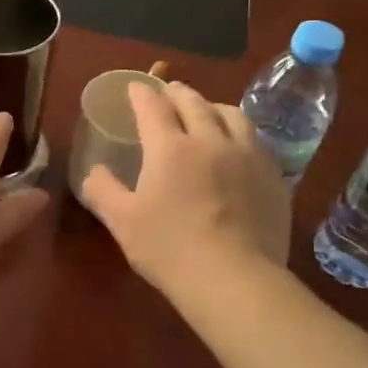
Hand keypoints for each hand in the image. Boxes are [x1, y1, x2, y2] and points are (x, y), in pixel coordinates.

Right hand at [80, 81, 290, 292]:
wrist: (235, 279)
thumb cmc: (170, 248)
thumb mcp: (121, 221)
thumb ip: (102, 190)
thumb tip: (93, 170)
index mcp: (170, 147)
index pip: (153, 106)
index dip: (141, 93)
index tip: (134, 88)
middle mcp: (210, 139)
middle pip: (194, 102)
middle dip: (176, 92)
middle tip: (168, 92)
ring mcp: (247, 156)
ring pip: (232, 114)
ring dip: (213, 106)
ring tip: (207, 111)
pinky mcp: (273, 176)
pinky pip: (256, 140)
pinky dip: (240, 132)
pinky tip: (238, 146)